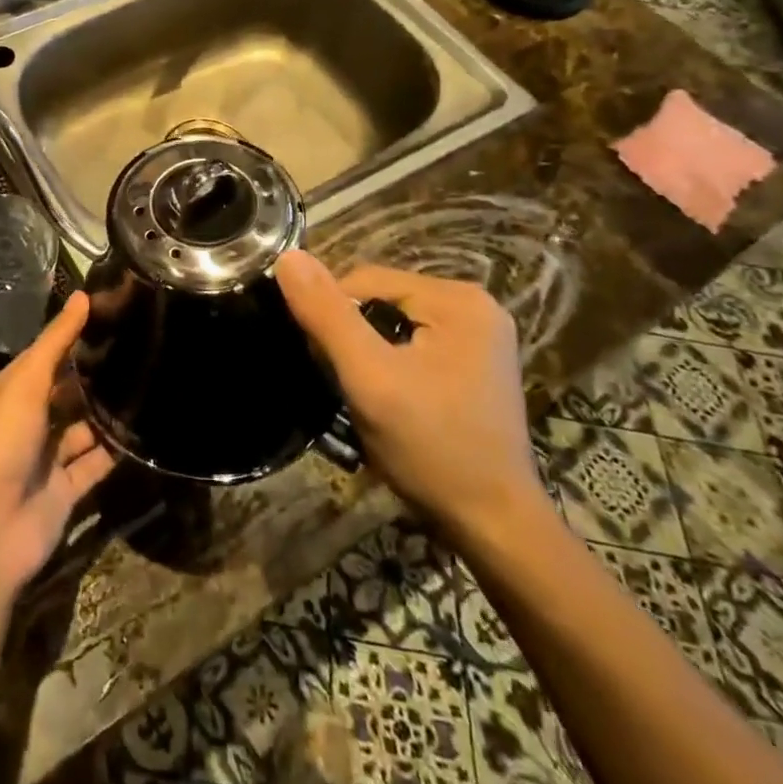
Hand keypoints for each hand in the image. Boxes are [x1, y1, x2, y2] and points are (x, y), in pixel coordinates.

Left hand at [0, 292, 116, 597]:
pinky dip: (116, 450)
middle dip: (96, 373)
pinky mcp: (66, 490)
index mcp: (11, 392)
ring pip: (84, 427)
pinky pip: (96, 463)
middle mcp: (29, 421)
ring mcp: (47, 457)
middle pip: (67, 391)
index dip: (74, 336)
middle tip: (142, 345)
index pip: (46, 356)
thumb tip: (82, 294)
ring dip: (108, 411)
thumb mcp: (26, 383)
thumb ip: (56, 342)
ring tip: (151, 381)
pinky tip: (146, 428)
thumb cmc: (0, 442)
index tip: (114, 313)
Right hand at [275, 252, 545, 537]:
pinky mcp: (474, 365)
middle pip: (381, 301)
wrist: (494, 526)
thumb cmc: (432, 447)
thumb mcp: (369, 378)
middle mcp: (475, 305)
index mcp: (457, 298)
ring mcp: (479, 337)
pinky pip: (413, 345)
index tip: (322, 363)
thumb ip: (327, 315)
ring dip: (367, 353)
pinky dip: (390, 365)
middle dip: (351, 336)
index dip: (331, 316)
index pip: (364, 280)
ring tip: (362, 395)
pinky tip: (388, 399)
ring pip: (393, 324)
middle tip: (343, 384)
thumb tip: (288, 257)